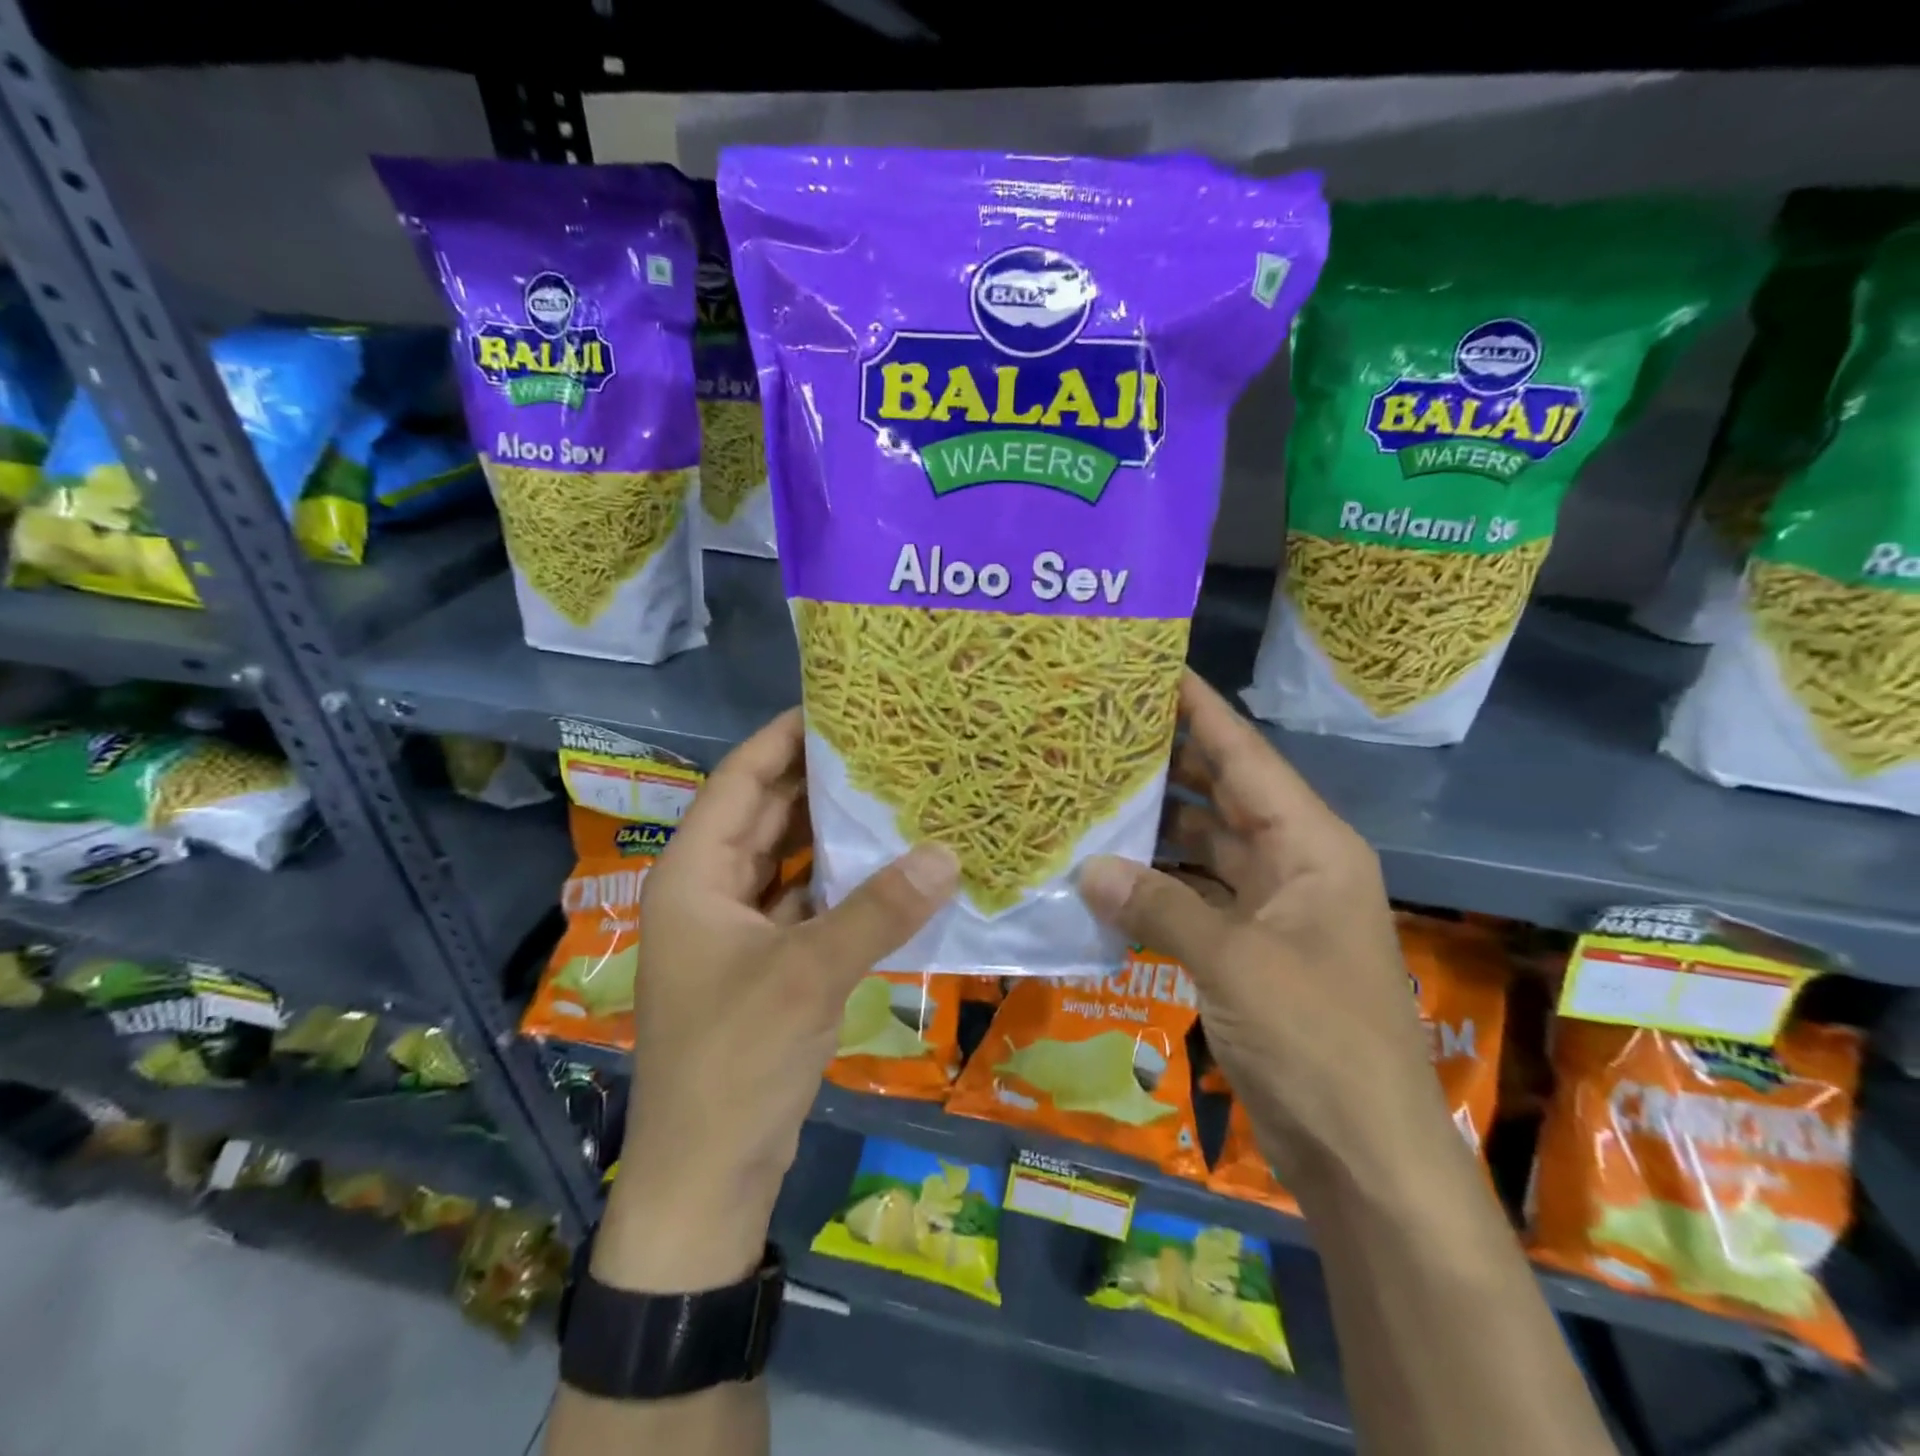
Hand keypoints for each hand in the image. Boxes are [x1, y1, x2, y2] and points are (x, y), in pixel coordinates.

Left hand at [594, 709, 958, 1292]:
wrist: (707, 1176)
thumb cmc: (736, 1061)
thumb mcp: (809, 976)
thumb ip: (878, 911)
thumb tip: (947, 854)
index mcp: (694, 874)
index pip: (740, 781)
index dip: (784, 738)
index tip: (839, 706)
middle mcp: (710, 889)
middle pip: (766, 814)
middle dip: (820, 779)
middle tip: (884, 745)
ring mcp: (738, 928)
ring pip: (789, 857)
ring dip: (834, 830)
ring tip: (894, 792)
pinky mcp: (766, 961)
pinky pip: (806, 899)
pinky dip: (841, 880)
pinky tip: (889, 865)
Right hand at [1078, 673, 1454, 1204]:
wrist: (1366, 1154)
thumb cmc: (1317, 1041)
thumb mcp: (1235, 963)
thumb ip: (1159, 907)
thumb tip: (1089, 868)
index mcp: (1311, 846)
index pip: (1247, 756)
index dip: (1201, 709)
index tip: (1154, 668)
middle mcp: (1294, 864)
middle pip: (1224, 793)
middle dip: (1170, 760)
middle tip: (1103, 729)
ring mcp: (1271, 909)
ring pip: (1206, 846)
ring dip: (1157, 826)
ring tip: (1092, 791)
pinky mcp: (1249, 950)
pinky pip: (1196, 896)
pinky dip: (1157, 885)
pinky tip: (1107, 873)